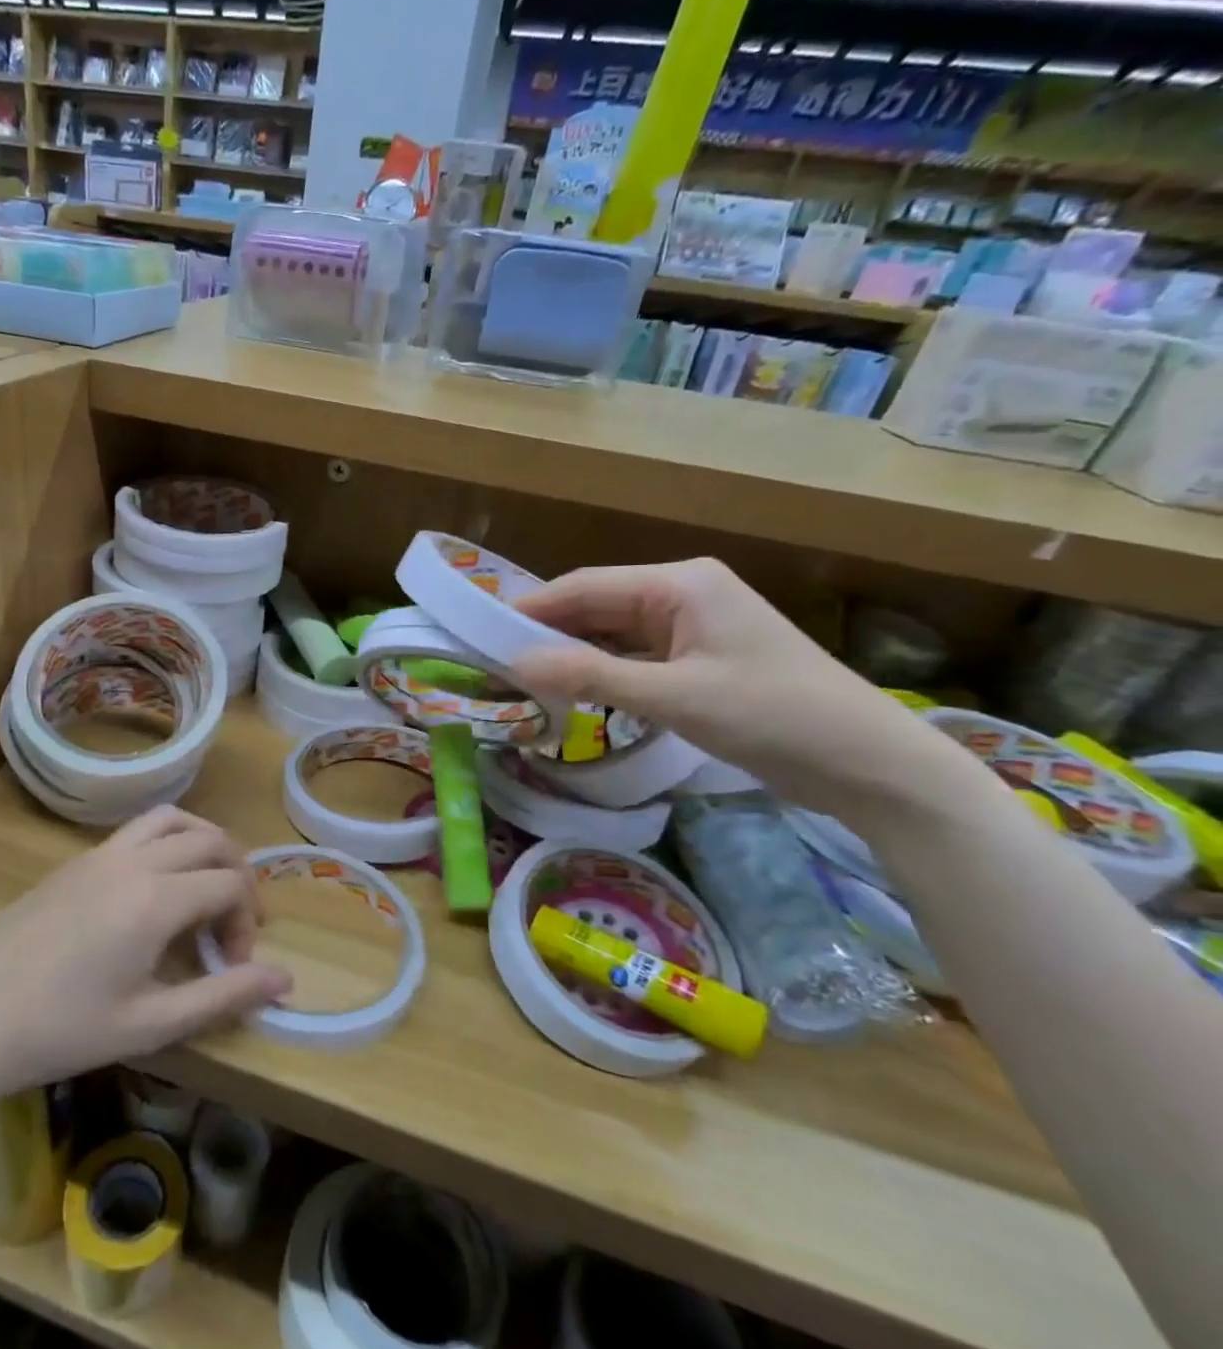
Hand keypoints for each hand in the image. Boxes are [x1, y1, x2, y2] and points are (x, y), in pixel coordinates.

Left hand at [0, 807, 291, 1112]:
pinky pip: (137, 831)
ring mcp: (99, 854)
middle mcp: (134, 861)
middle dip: (237, 875)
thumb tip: (286, 979)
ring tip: (208, 885)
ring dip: (203, 842)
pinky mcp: (74, 861)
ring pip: (172, 820)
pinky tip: (155, 890)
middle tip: (235, 923)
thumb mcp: (151, 1024)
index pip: (230, 885)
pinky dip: (167, 842)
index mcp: (156, 899)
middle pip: (211, 840)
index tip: (236, 965)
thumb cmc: (62, 1031)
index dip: (248, 921)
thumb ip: (223, 996)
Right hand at [511, 558, 969, 811]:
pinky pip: (635, 658)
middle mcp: (683, 594)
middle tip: (494, 663)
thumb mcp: (674, 697)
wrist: (868, 764)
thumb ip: (592, 677)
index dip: (532, 609)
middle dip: (549, 633)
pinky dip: (603, 673)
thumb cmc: (773, 716)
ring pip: (614, 635)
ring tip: (522, 679)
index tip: (481, 633)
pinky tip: (574, 692)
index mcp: (680, 583)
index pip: (586, 586)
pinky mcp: (701, 661)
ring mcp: (694, 629)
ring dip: (574, 655)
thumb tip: (516, 664)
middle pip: (597, 607)